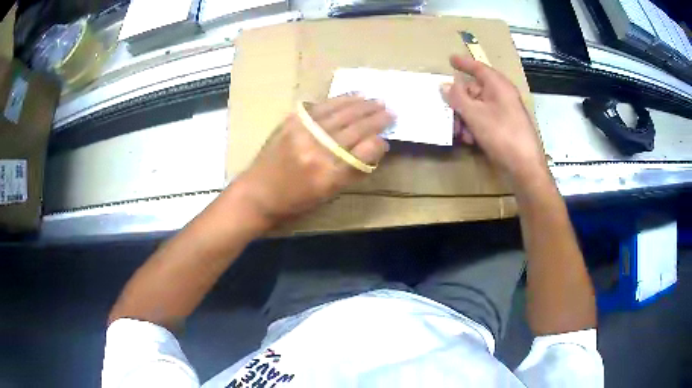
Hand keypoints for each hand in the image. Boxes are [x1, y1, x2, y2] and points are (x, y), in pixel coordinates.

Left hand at [235, 95, 393, 225]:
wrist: (258, 193)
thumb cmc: (295, 201)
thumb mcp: (329, 194)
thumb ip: (353, 170)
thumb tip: (373, 146)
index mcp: (330, 175)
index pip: (364, 152)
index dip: (378, 142)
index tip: (386, 137)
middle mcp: (319, 150)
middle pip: (355, 128)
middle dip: (376, 118)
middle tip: (390, 111)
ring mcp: (304, 132)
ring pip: (341, 113)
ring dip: (362, 105)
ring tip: (376, 100)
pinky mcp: (292, 121)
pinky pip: (322, 106)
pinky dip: (340, 100)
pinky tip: (353, 96)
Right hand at [441, 55, 546, 185]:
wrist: (524, 167)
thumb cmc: (501, 135)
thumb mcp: (475, 115)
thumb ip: (457, 98)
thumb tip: (444, 85)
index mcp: (499, 86)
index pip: (479, 68)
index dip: (464, 63)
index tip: (450, 59)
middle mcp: (503, 96)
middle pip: (475, 90)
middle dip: (459, 102)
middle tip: (446, 111)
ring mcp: (505, 113)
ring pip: (478, 108)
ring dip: (464, 118)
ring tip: (457, 132)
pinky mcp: (505, 128)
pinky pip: (485, 120)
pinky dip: (474, 127)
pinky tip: (468, 139)